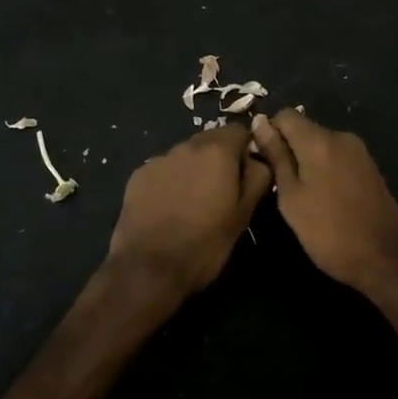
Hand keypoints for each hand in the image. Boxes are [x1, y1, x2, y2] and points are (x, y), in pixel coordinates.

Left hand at [108, 124, 273, 298]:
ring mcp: (159, 159)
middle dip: (219, 158)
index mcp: (217, 152)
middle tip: (221, 191)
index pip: (238, 130)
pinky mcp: (138, 175)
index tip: (246, 174)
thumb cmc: (205, 244)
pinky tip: (169, 208)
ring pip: (185, 155)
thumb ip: (257, 178)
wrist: (148, 268)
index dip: (245, 149)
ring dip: (194, 169)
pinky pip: (163, 169)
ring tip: (193, 202)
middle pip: (210, 140)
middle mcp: (186, 146)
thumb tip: (259, 159)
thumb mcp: (243, 215)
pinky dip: (170, 180)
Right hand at [249, 110, 397, 290]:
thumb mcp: (292, 198)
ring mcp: (360, 151)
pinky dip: (325, 169)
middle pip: (304, 129)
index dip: (269, 132)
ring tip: (301, 194)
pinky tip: (324, 197)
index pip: (285, 115)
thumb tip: (259, 122)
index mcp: (319, 140)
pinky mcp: (370, 167)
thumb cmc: (329, 232)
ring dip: (307, 161)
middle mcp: (341, 136)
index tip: (263, 160)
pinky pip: (337, 157)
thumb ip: (276, 157)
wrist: (386, 259)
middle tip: (279, 184)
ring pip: (321, 144)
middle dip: (288, 148)